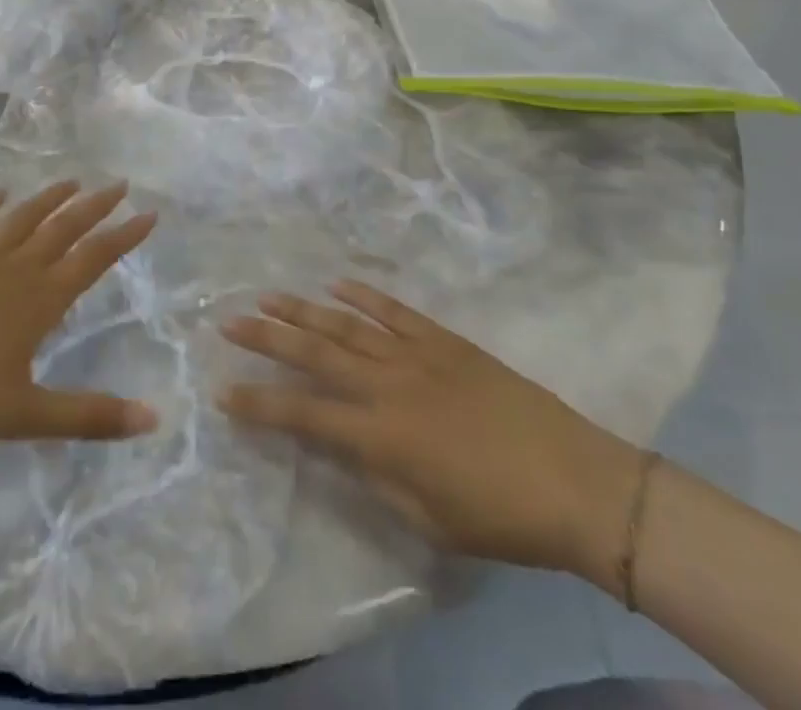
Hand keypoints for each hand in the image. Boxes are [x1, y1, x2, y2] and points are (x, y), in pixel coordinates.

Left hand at [0, 181, 159, 442]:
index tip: (149, 214)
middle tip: (120, 184)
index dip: (124, 236)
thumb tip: (153, 419)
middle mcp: (17, 269)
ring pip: (24, 219)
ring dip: (51, 199)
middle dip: (95, 206)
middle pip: (64, 228)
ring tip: (72, 181)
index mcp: (41, 299)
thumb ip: (89, 416)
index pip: (94, 258)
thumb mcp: (26, 414)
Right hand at [219, 281, 644, 587]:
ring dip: (303, 310)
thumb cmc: (499, 516)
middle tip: (229, 320)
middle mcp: (387, 384)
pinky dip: (363, 296)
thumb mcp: (427, 518)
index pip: (303, 415)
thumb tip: (337, 442)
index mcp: (380, 434)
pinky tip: (337, 284)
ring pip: (346, 326)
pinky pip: (394, 311)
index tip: (224, 393)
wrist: (576, 481)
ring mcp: (416, 354)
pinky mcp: (444, 340)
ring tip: (268, 296)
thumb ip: (373, 475)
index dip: (259, 404)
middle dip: (266, 338)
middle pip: (314, 355)